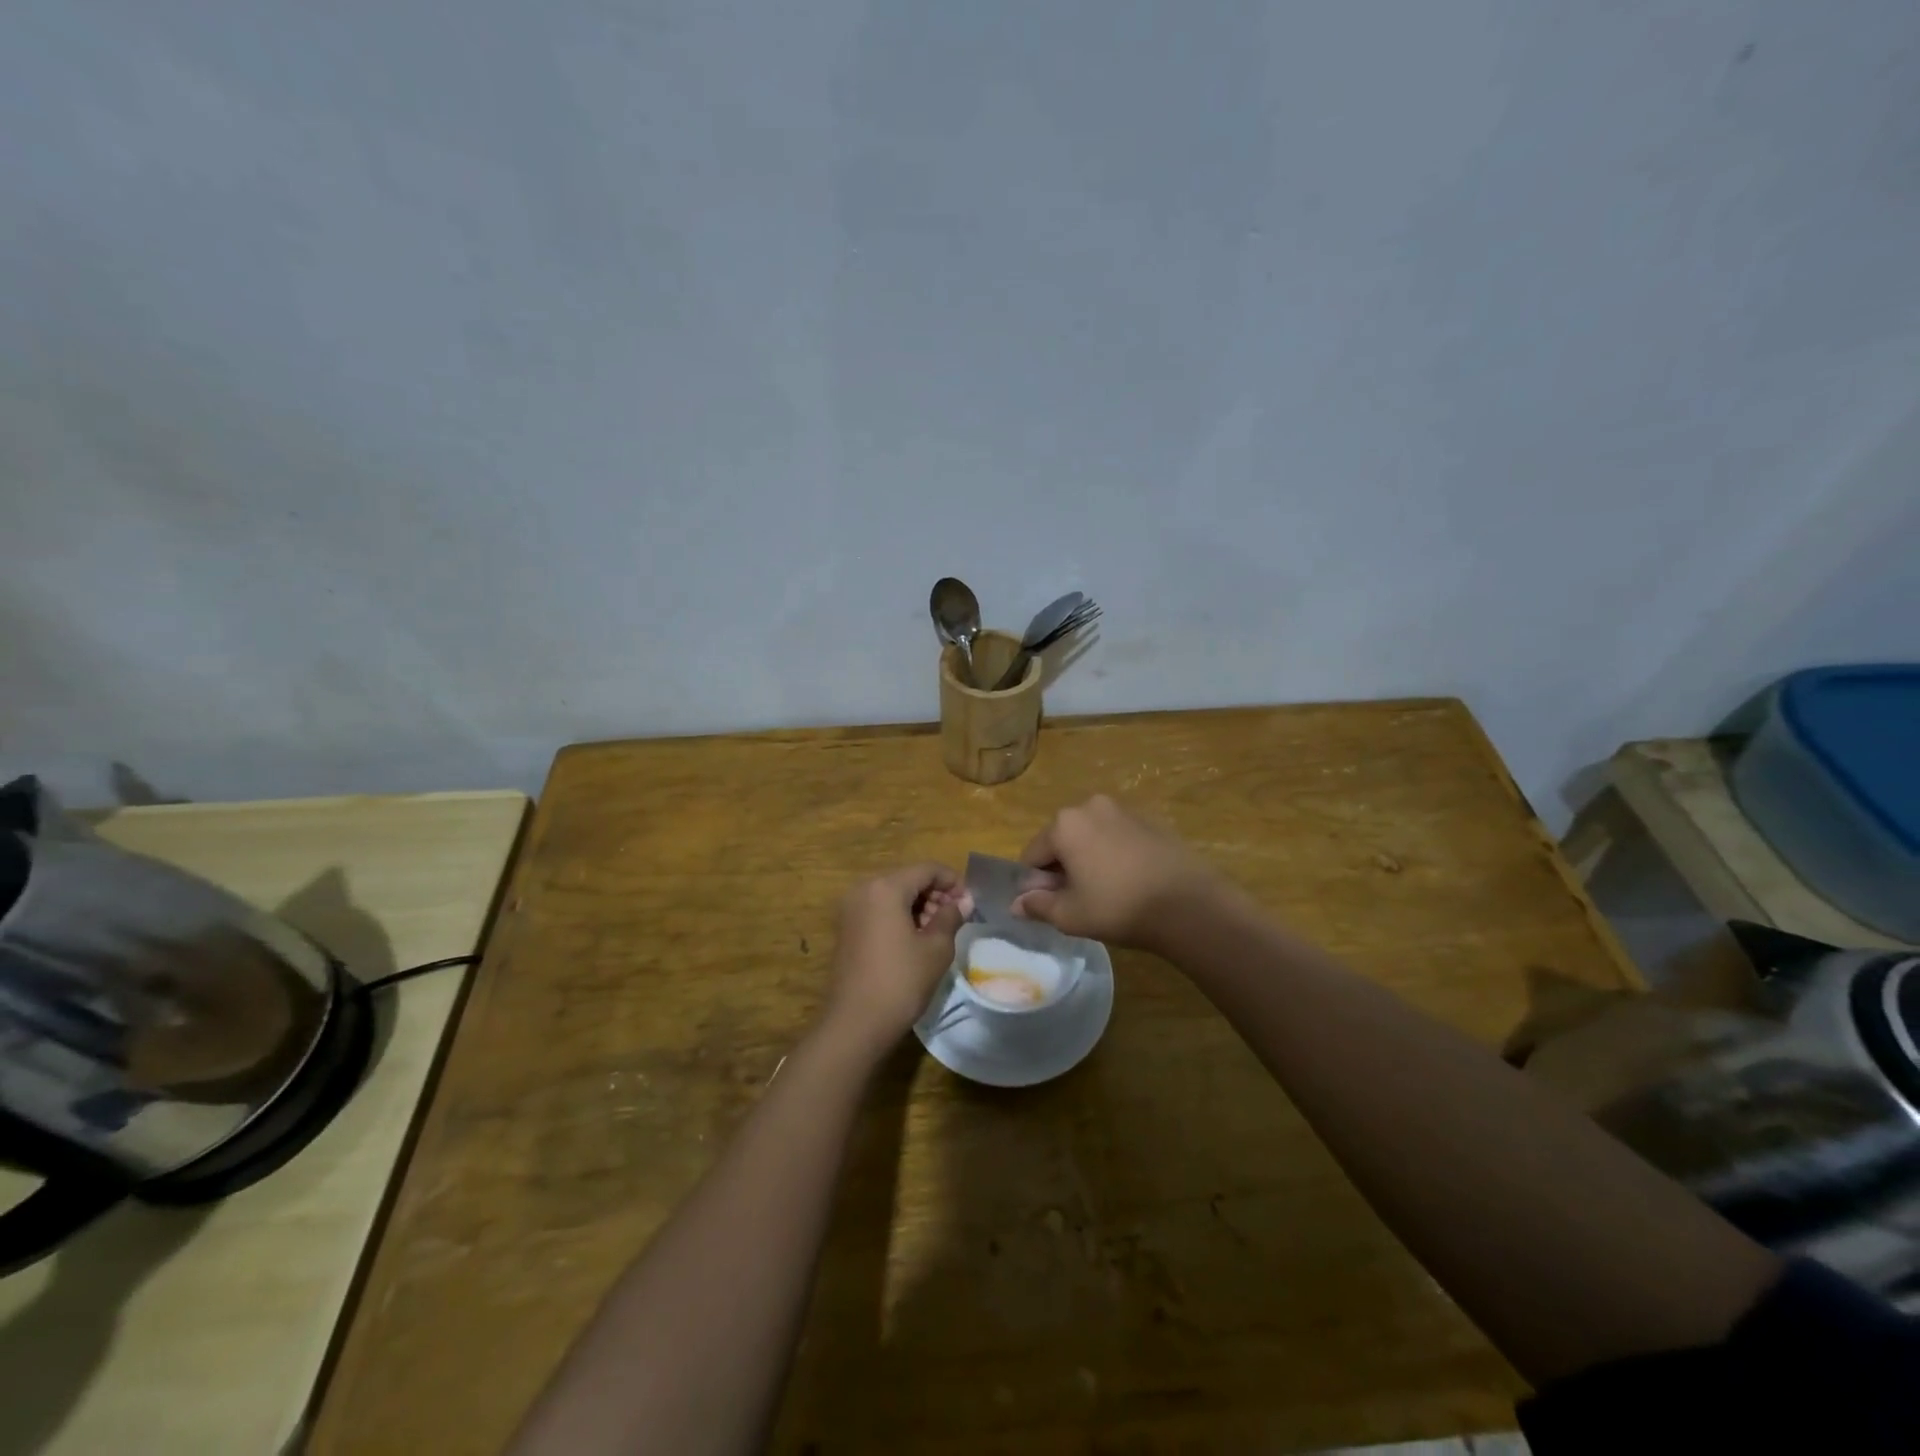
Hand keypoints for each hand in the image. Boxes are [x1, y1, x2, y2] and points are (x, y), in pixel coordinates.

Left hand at [818, 863, 967, 1059]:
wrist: (856, 1023)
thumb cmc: (901, 981)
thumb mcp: (936, 949)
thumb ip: (950, 917)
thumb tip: (963, 902)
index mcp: (885, 887)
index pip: (926, 869)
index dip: (952, 881)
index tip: (970, 902)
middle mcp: (863, 889)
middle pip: (908, 879)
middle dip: (935, 894)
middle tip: (957, 918)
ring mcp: (851, 909)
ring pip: (893, 894)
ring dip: (918, 906)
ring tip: (939, 931)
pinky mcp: (846, 928)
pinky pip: (879, 909)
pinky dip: (900, 916)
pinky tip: (916, 939)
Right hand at [1012, 795, 1220, 950]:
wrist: (1188, 904)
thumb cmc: (1118, 907)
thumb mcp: (1070, 915)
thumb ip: (1038, 906)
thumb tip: (1017, 904)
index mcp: (1064, 824)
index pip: (1032, 855)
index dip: (1035, 884)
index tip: (1051, 906)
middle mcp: (1090, 806)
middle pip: (1061, 840)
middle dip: (1062, 868)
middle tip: (1078, 901)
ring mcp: (1123, 809)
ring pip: (1090, 836)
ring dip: (1088, 859)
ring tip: (1106, 892)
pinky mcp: (1150, 819)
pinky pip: (1117, 836)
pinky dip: (1114, 854)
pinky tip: (1129, 881)